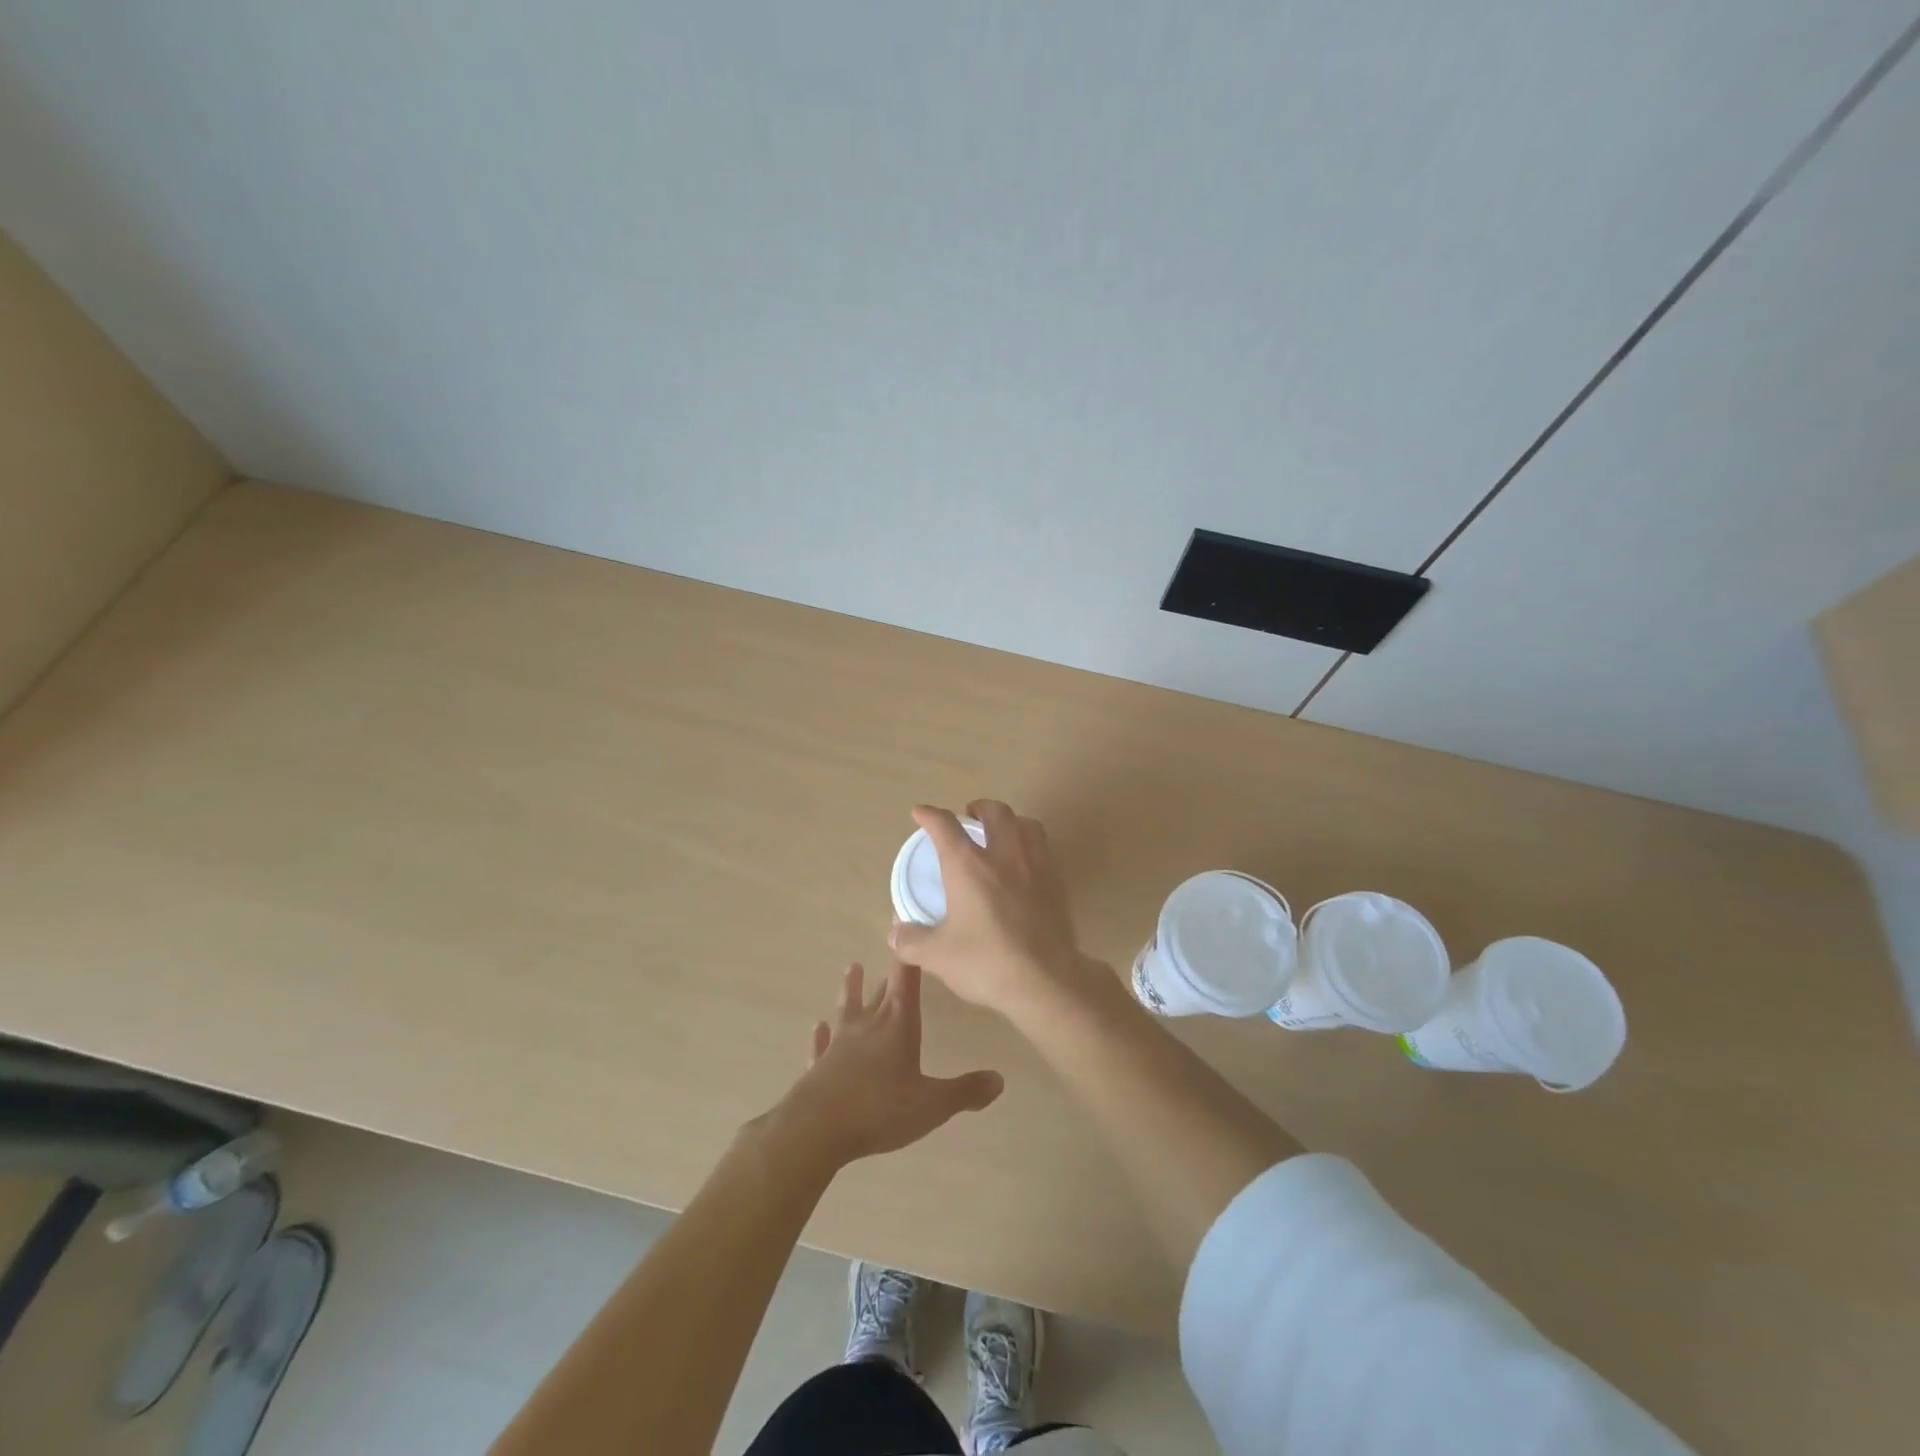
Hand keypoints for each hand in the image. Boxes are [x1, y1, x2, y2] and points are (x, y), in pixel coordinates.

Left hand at [773, 960, 1003, 1169]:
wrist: (817, 1129)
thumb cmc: (880, 1109)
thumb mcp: (932, 1104)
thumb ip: (965, 1090)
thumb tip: (999, 1079)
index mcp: (898, 1024)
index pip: (906, 978)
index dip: (909, 952)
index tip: (903, 918)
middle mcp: (868, 1025)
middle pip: (881, 991)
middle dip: (889, 971)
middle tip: (891, 946)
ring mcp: (840, 1044)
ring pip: (848, 1008)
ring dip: (851, 989)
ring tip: (851, 967)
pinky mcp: (819, 1067)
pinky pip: (821, 1046)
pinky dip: (820, 1036)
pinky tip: (816, 1027)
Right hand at [888, 800, 1097, 1018]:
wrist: (1046, 980)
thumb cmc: (987, 963)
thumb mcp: (938, 956)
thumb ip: (912, 941)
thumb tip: (895, 933)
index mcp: (968, 866)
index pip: (944, 826)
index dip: (929, 815)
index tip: (920, 813)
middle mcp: (1003, 855)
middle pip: (994, 812)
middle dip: (978, 807)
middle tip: (969, 816)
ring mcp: (1035, 865)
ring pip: (1026, 824)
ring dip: (1010, 820)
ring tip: (1002, 832)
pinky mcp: (1057, 882)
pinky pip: (1044, 848)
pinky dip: (1030, 844)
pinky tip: (1024, 864)